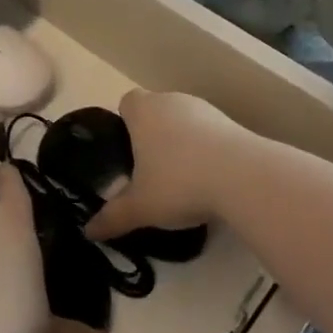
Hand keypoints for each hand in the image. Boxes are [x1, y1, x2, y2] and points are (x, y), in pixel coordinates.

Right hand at [85, 90, 250, 240]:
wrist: (243, 177)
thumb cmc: (179, 182)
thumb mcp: (141, 207)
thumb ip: (112, 217)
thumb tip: (88, 231)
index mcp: (143, 110)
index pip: (126, 103)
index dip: (125, 124)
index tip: (128, 152)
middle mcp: (171, 100)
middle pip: (156, 111)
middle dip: (153, 136)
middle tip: (152, 172)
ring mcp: (205, 109)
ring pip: (184, 121)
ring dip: (182, 142)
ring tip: (184, 180)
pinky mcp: (232, 123)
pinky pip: (210, 133)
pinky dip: (207, 150)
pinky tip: (211, 180)